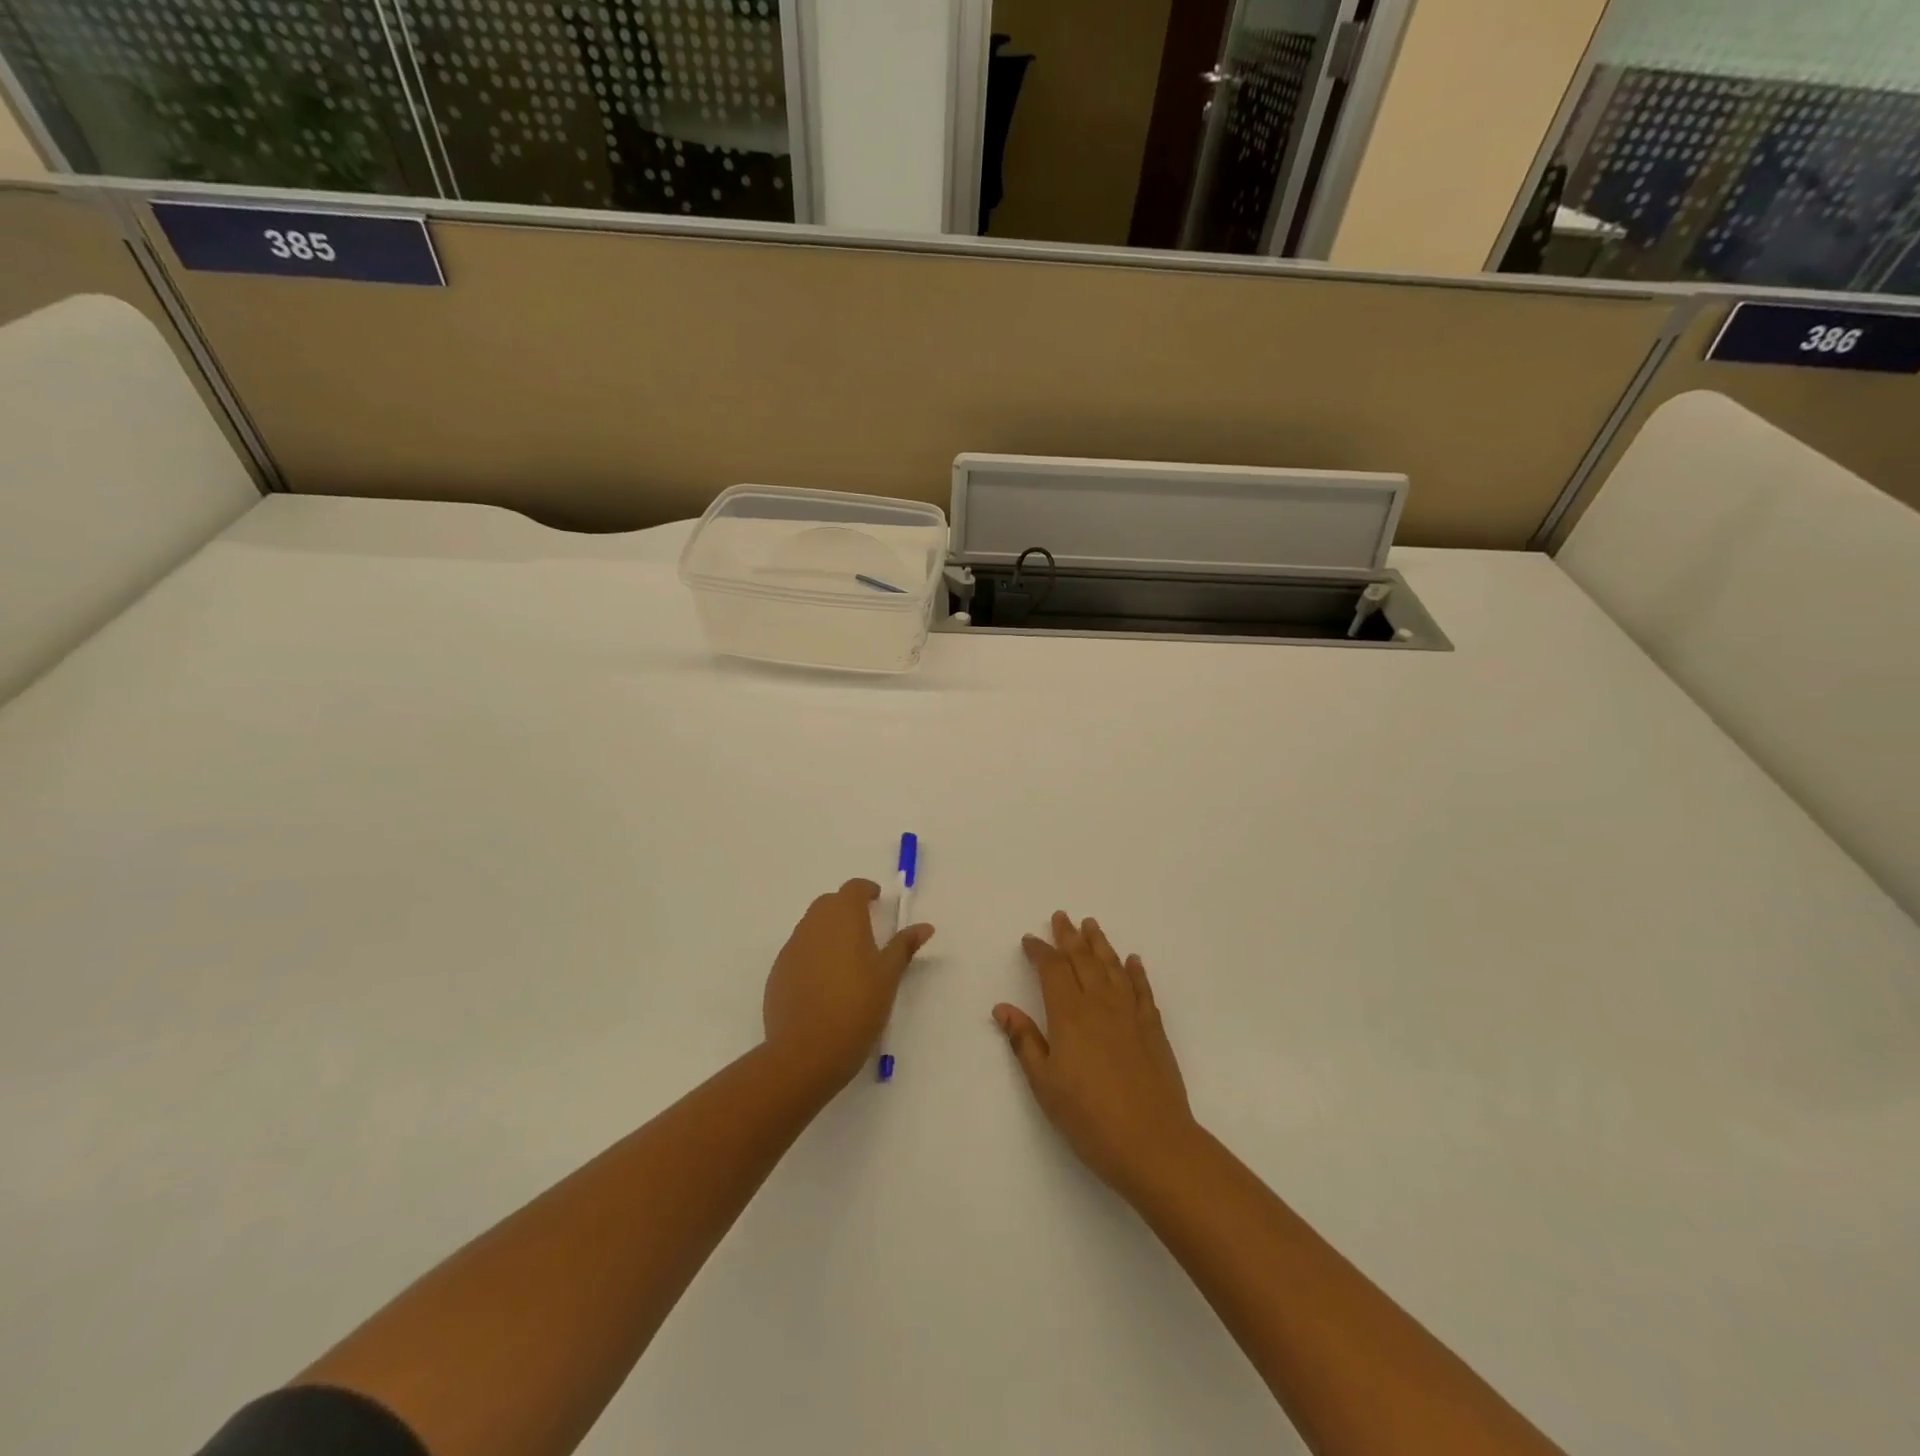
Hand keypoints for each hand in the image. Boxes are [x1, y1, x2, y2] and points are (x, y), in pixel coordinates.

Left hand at [763, 879, 934, 1091]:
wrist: (806, 1052)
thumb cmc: (857, 1007)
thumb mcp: (888, 976)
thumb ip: (903, 946)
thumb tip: (924, 926)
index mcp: (843, 917)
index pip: (853, 889)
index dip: (866, 891)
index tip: (877, 901)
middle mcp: (813, 925)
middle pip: (829, 904)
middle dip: (846, 910)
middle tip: (866, 931)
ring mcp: (791, 949)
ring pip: (811, 929)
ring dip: (828, 934)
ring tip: (846, 962)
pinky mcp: (777, 973)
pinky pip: (798, 954)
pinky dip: (812, 958)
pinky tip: (824, 986)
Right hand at [993, 912, 1198, 1198]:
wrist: (1153, 1142)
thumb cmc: (1089, 1117)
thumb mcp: (1045, 1084)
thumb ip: (1025, 1042)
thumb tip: (1002, 1008)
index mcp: (1069, 1015)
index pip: (1052, 970)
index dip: (1040, 951)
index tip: (1030, 939)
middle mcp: (1100, 1004)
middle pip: (1082, 959)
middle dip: (1069, 936)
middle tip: (1061, 916)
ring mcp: (1130, 1014)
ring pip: (1112, 967)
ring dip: (1100, 944)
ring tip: (1091, 925)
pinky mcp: (1153, 1028)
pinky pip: (1142, 989)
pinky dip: (1135, 971)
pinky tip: (1132, 961)